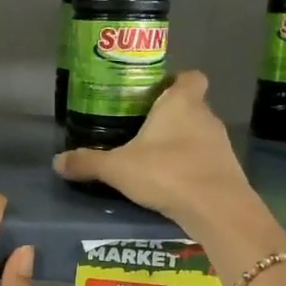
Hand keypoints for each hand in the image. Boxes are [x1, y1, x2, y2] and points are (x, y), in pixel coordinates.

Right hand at [50, 72, 251, 231]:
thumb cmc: (166, 172)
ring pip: (200, 134)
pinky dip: (192, 166)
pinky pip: (206, 160)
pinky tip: (173, 183)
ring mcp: (221, 143)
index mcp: (180, 103)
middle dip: (172, 116)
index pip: (190, 77)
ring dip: (182, 143)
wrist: (216, 208)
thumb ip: (88, 163)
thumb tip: (56, 162)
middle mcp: (205, 116)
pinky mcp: (228, 169)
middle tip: (144, 130)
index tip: (156, 94)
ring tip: (155, 160)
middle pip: (192, 106)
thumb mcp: (117, 168)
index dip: (176, 81)